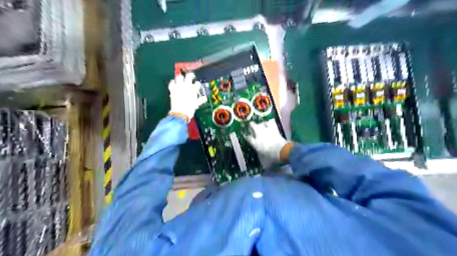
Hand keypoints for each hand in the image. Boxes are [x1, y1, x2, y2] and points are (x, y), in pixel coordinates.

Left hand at [168, 72, 207, 120]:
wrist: (180, 113)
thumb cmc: (190, 109)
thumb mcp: (197, 104)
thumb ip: (201, 100)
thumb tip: (205, 98)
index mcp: (194, 89)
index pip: (197, 83)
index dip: (198, 84)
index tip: (197, 85)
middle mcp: (186, 85)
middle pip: (189, 76)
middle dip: (190, 75)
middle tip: (191, 77)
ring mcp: (178, 86)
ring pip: (179, 77)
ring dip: (181, 77)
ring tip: (182, 79)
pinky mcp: (172, 89)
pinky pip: (171, 82)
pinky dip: (173, 82)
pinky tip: (174, 83)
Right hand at [245, 121, 290, 161]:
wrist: (283, 151)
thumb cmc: (273, 156)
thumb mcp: (267, 162)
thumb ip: (264, 164)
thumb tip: (265, 168)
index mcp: (256, 143)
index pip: (249, 138)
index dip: (247, 137)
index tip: (246, 136)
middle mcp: (260, 135)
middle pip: (253, 126)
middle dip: (251, 125)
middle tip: (251, 125)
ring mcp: (267, 131)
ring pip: (262, 123)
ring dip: (261, 123)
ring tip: (261, 123)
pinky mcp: (275, 130)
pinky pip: (271, 124)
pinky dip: (270, 123)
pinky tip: (269, 123)